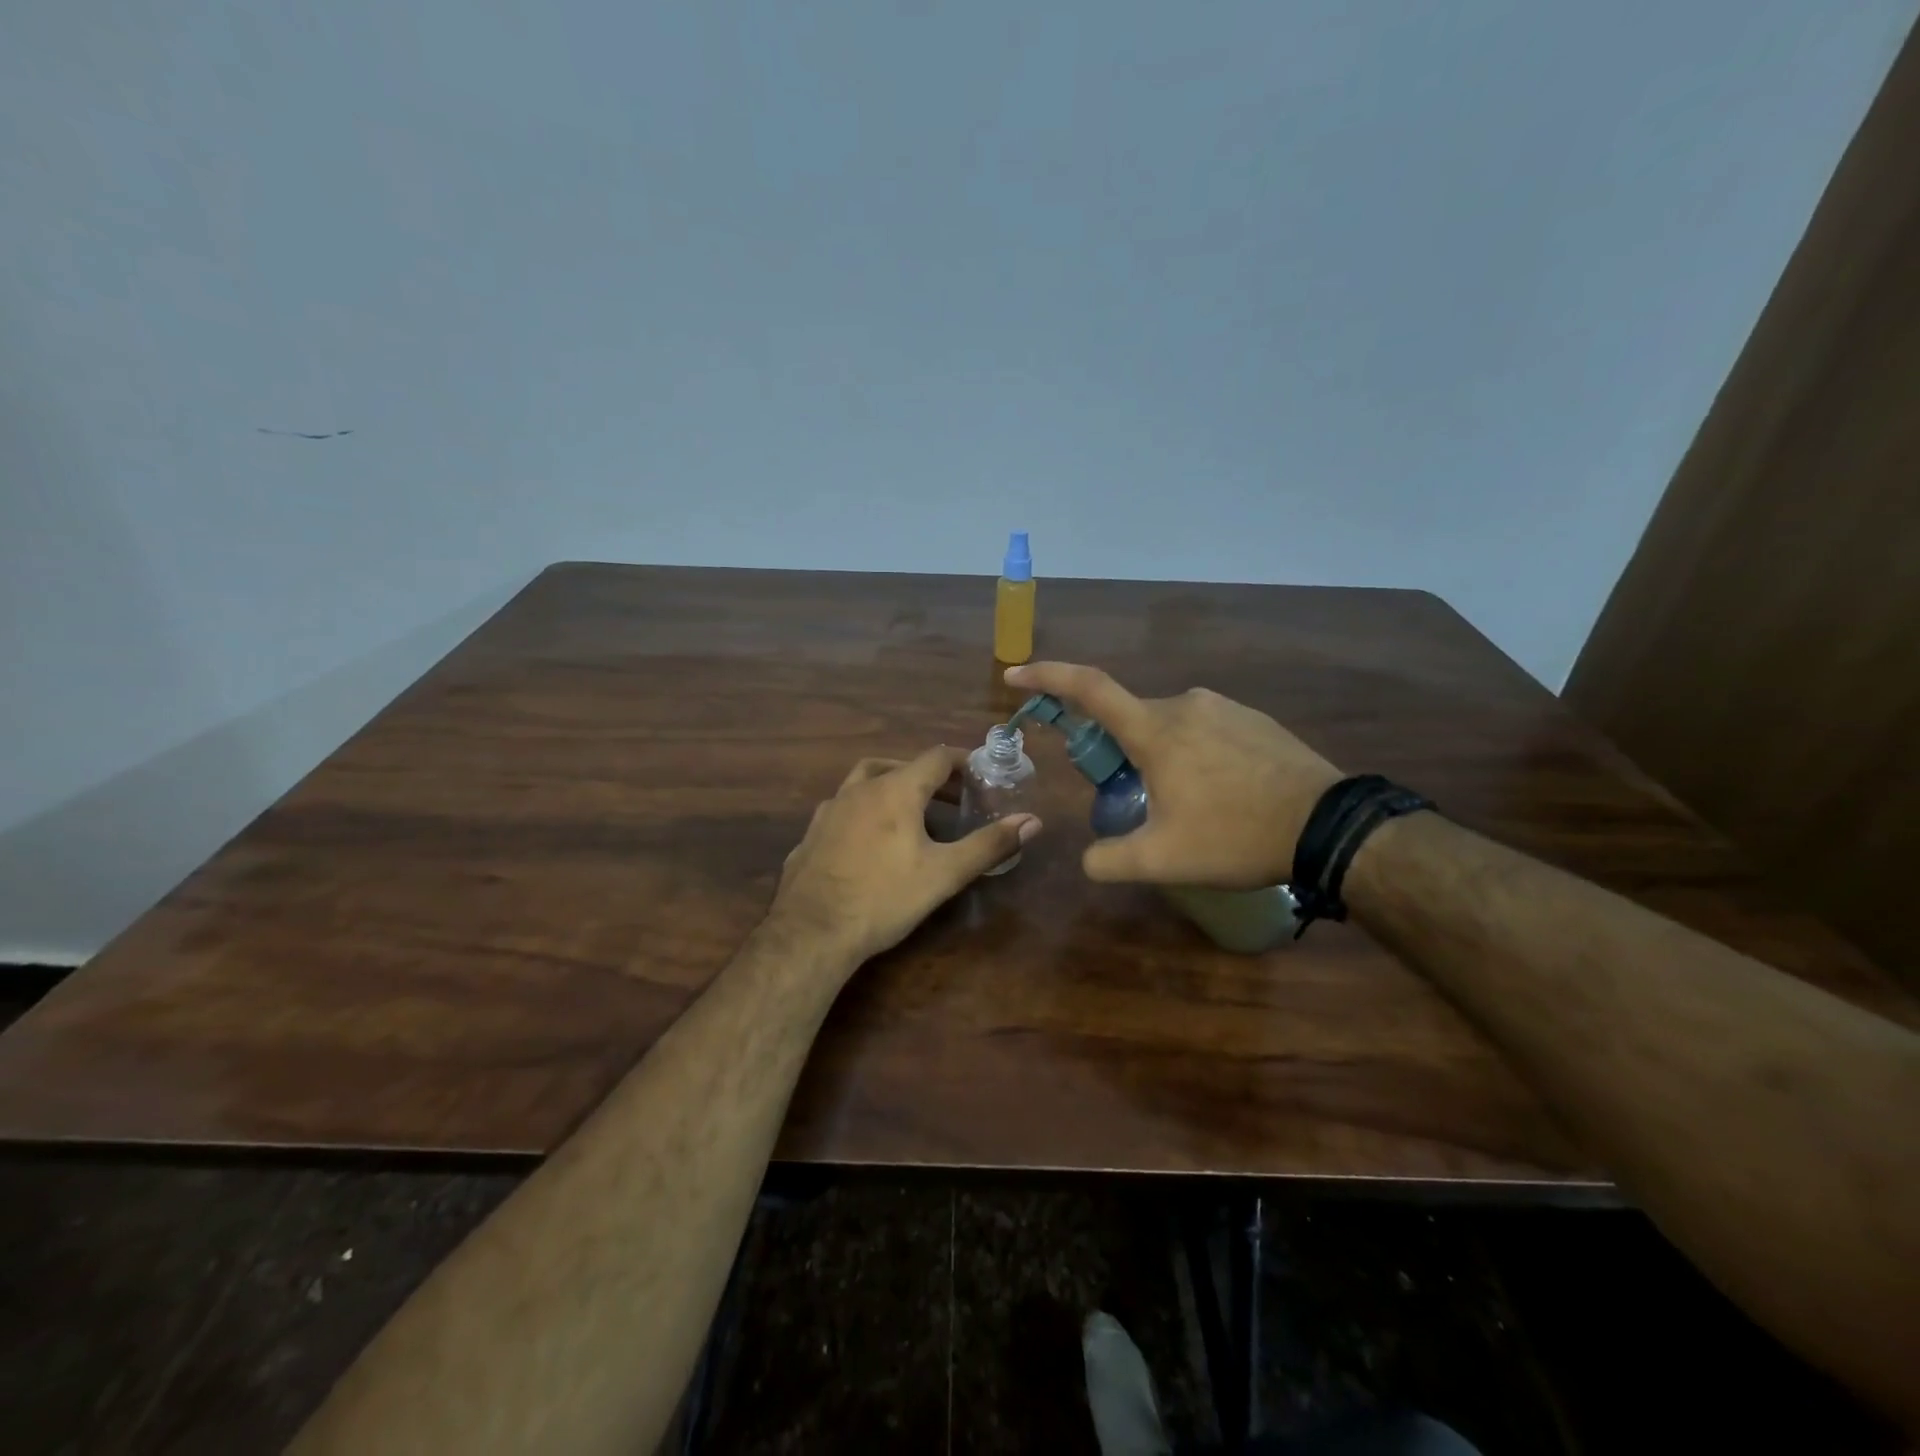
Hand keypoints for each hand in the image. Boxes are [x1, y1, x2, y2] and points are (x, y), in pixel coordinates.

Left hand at [769, 746, 1041, 965]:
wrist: (811, 932)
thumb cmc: (884, 898)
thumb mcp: (945, 874)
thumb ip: (989, 844)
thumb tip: (1033, 821)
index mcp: (895, 790)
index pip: (935, 757)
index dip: (962, 761)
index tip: (980, 775)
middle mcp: (859, 790)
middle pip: (899, 766)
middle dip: (929, 777)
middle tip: (952, 798)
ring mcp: (829, 811)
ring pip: (864, 782)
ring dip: (891, 787)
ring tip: (910, 813)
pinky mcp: (810, 835)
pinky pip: (842, 810)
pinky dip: (863, 812)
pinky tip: (868, 841)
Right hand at [1005, 662, 1341, 888]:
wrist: (1329, 826)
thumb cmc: (1237, 836)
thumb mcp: (1163, 860)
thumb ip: (1109, 860)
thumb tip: (1088, 859)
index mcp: (1156, 729)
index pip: (1089, 689)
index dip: (1048, 676)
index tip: (1015, 674)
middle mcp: (1185, 704)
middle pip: (1130, 719)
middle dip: (1118, 753)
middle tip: (1134, 799)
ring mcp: (1224, 707)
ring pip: (1169, 727)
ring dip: (1160, 757)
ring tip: (1187, 806)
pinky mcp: (1253, 719)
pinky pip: (1205, 729)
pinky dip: (1194, 754)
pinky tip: (1219, 793)